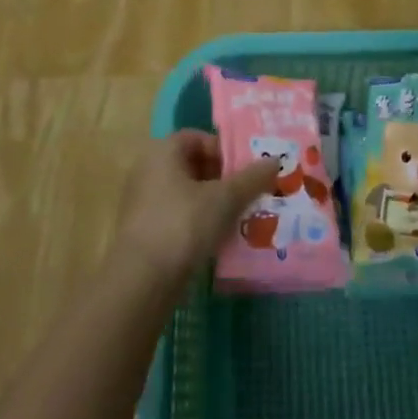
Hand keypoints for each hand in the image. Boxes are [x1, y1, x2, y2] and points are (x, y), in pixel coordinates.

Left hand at [117, 132, 277, 285]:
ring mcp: (144, 204)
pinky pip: (179, 217)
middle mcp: (148, 172)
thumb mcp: (224, 198)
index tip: (245, 169)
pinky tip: (220, 239)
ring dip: (214, 203)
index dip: (223, 149)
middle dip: (223, 178)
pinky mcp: (146, 232)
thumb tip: (276, 160)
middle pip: (193, 166)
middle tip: (250, 192)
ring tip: (241, 217)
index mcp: (162, 153)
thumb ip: (251, 178)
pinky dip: (200, 223)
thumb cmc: (183, 225)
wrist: (142, 280)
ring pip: (188, 194)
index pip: (196, 137)